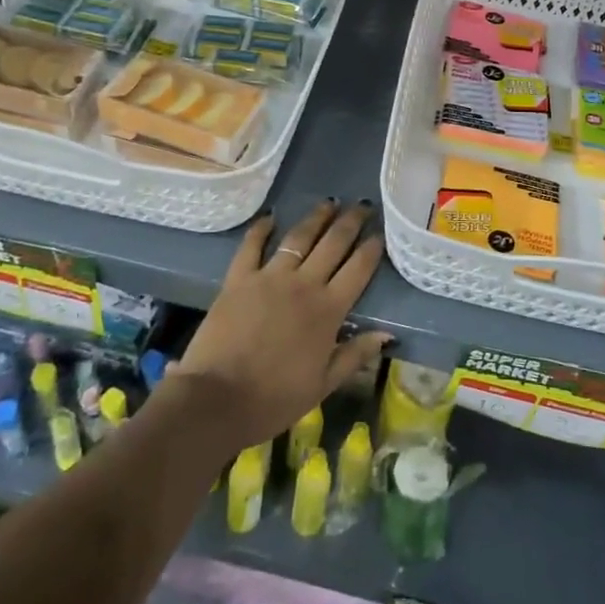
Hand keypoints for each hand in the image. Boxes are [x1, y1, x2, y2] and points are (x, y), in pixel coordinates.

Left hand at [172, 200, 390, 452]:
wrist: (217, 400)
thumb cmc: (274, 399)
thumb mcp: (323, 385)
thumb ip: (355, 355)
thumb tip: (387, 334)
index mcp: (328, 310)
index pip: (358, 270)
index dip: (372, 249)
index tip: (380, 234)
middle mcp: (303, 284)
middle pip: (333, 244)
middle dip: (351, 222)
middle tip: (363, 205)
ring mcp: (269, 277)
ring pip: (298, 238)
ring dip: (316, 218)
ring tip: (329, 203)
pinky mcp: (238, 279)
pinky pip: (252, 246)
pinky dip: (261, 229)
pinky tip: (270, 217)